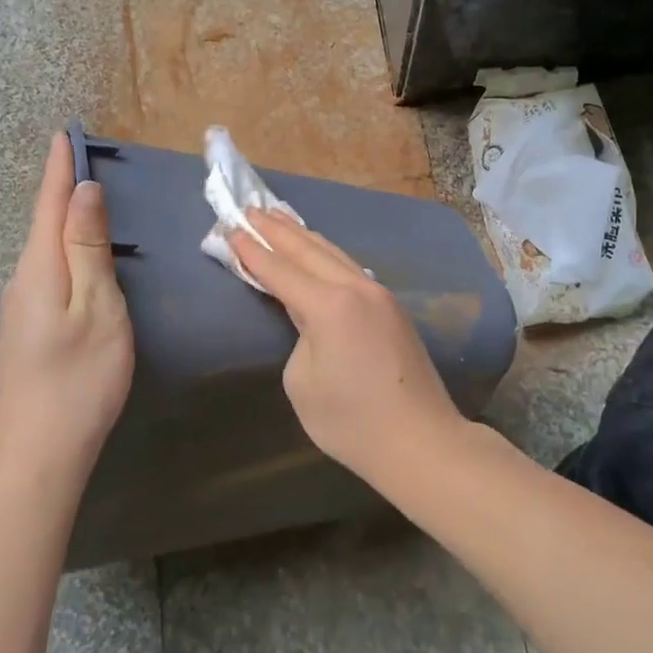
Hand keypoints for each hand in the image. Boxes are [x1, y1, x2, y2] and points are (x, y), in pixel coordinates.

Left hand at [0, 133, 134, 478]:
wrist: (41, 451)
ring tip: (84, 197)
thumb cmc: (81, 376)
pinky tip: (78, 256)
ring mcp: (22, 306)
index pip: (50, 203)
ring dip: (62, 218)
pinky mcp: (28, 327)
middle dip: (60, 187)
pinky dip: (64, 248)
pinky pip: (47, 270)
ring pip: (44, 248)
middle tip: (81, 158)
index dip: (59, 168)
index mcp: (40, 266)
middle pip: (43, 222)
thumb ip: (88, 246)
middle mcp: (23, 278)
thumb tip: (82, 191)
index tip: (64, 134)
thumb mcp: (97, 305)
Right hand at [229, 209, 464, 480]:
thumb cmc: (352, 421)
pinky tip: (318, 250)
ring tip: (279, 218)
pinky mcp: (392, 308)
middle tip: (250, 210)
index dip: (252, 251)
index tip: (231, 229)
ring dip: (303, 236)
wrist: (421, 442)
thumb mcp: (303, 382)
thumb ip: (299, 337)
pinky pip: (350, 268)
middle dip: (277, 230)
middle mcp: (356, 288)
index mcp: (330, 305)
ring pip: (334, 253)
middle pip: (309, 250)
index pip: (280, 270)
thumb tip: (312, 322)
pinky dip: (326, 254)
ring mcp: (379, 295)